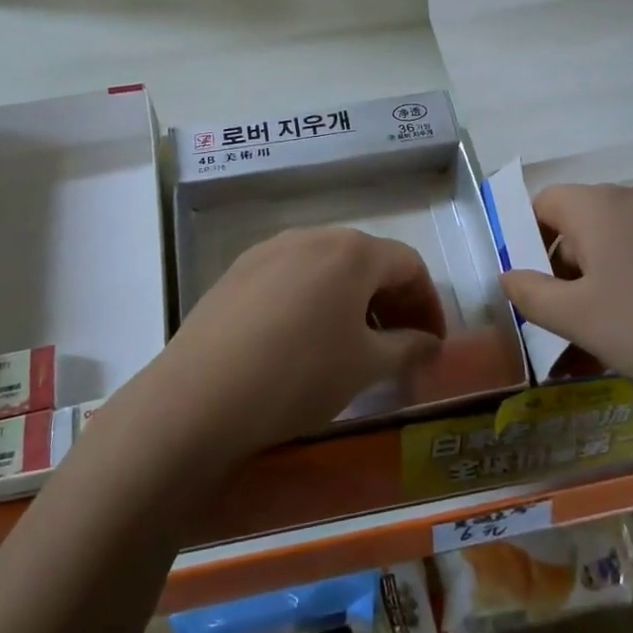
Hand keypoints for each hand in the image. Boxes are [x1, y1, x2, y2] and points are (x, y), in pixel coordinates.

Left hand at [145, 227, 443, 459]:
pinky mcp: (237, 271)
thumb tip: (429, 343)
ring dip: (352, 299)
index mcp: (352, 250)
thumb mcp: (365, 367)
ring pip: (327, 267)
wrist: (200, 396)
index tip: (432, 344)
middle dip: (391, 300)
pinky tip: (303, 339)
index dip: (428, 304)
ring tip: (351, 343)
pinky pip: (291, 276)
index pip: (409, 266)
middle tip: (398, 345)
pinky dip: (313, 300)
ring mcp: (269, 249)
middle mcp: (312, 236)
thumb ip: (407, 348)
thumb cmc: (300, 375)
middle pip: (367, 260)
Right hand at [500, 183, 632, 429]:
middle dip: (564, 274)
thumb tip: (508, 274)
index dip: (527, 241)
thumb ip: (532, 294)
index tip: (530, 288)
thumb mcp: (579, 318)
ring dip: (599, 288)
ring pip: (619, 249)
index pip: (544, 203)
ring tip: (600, 344)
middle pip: (582, 226)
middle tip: (563, 326)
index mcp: (600, 205)